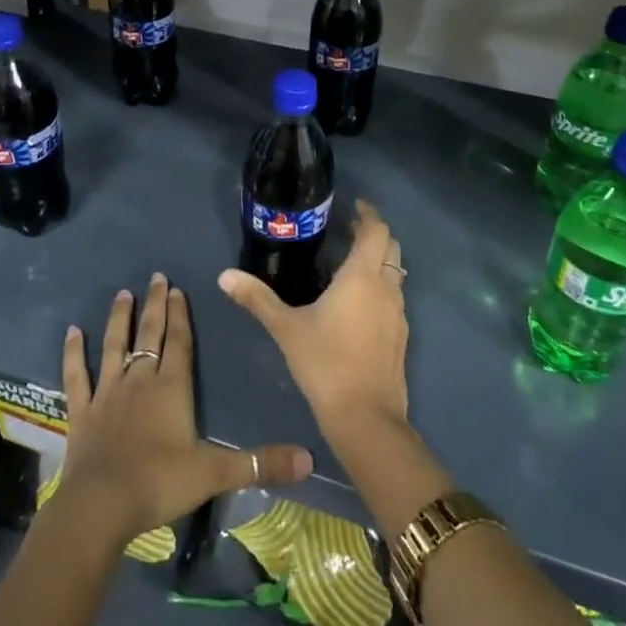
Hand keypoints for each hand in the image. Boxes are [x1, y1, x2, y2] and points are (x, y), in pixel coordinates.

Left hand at [59, 273, 312, 548]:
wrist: (102, 505)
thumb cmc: (160, 483)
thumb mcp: (215, 473)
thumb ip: (260, 463)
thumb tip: (308, 459)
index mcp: (171, 388)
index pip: (179, 342)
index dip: (180, 315)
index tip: (177, 289)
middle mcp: (139, 380)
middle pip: (149, 334)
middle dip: (154, 305)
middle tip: (156, 277)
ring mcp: (107, 393)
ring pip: (114, 345)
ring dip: (119, 319)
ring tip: (122, 294)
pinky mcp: (82, 411)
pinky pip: (77, 375)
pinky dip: (73, 353)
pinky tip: (72, 332)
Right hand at [219, 200, 409, 433]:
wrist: (366, 418)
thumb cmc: (325, 363)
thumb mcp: (285, 328)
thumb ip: (257, 298)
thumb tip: (224, 276)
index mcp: (362, 276)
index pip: (376, 230)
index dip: (368, 214)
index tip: (353, 207)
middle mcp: (386, 287)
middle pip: (390, 246)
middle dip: (374, 233)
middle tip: (348, 231)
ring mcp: (398, 313)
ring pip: (395, 272)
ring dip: (380, 260)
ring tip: (351, 263)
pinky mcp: (400, 336)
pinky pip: (395, 297)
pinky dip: (382, 286)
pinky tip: (359, 303)